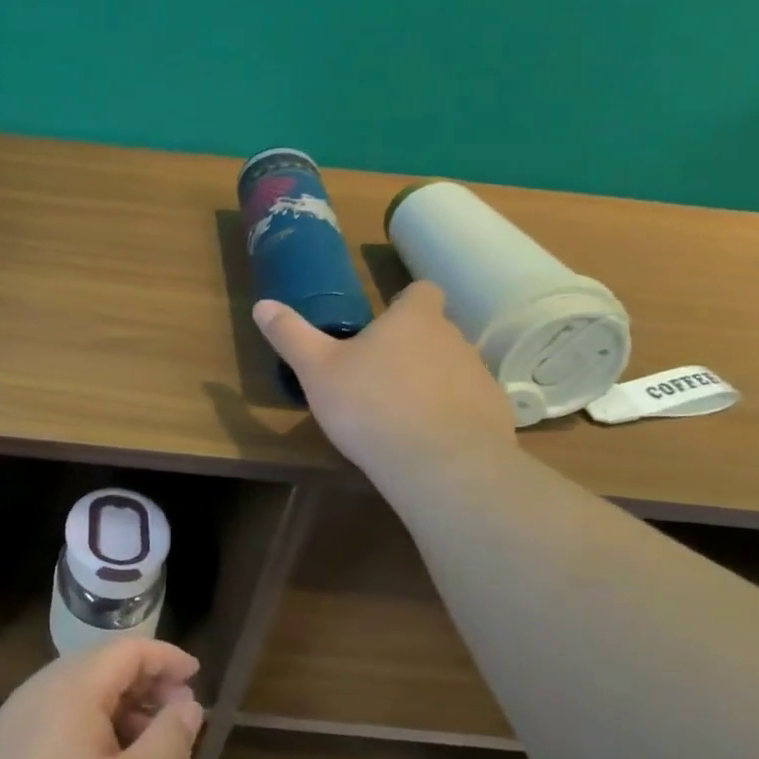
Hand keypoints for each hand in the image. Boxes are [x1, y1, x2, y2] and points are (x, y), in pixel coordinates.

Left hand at [0, 638, 203, 758]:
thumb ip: (170, 741)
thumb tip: (187, 704)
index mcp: (68, 688)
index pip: (126, 649)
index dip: (166, 657)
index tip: (198, 675)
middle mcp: (35, 691)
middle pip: (99, 668)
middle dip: (144, 684)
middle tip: (179, 717)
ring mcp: (10, 722)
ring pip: (76, 696)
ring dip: (118, 710)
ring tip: (147, 749)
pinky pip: (53, 721)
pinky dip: (88, 729)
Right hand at [254, 281, 516, 477]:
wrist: (442, 467)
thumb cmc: (371, 406)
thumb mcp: (316, 370)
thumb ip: (291, 335)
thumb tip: (262, 304)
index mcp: (413, 319)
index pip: (422, 291)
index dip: (405, 301)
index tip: (385, 321)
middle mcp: (454, 339)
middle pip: (436, 331)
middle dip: (412, 346)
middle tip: (377, 373)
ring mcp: (479, 377)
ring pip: (453, 368)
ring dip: (432, 381)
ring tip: (400, 412)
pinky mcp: (496, 416)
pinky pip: (469, 406)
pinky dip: (452, 416)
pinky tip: (427, 441)